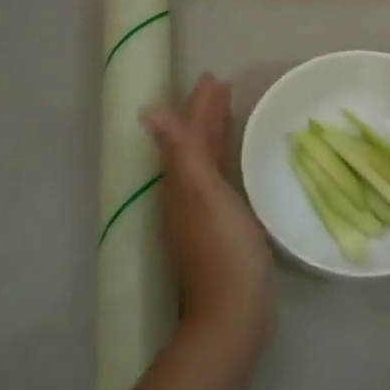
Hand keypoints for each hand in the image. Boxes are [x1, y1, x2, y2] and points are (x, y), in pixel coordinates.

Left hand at [143, 75, 274, 343]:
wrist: (234, 312)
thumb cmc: (224, 249)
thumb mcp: (203, 195)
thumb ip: (182, 152)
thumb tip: (149, 112)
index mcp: (181, 184)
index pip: (188, 134)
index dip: (200, 106)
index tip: (214, 78)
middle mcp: (186, 197)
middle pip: (195, 147)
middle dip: (207, 116)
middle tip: (224, 88)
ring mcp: (203, 216)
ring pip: (206, 164)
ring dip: (216, 137)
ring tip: (231, 116)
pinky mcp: (222, 231)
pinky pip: (221, 183)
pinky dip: (226, 163)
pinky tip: (239, 167)